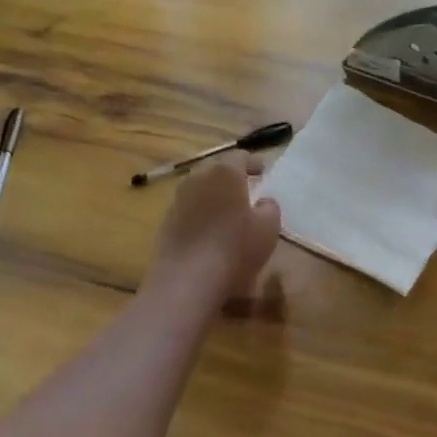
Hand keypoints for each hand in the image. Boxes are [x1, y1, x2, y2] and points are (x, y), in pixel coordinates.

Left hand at [145, 152, 282, 304]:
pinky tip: (210, 234)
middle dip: (232, 179)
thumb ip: (270, 207)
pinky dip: (201, 216)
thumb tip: (263, 202)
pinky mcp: (166, 222)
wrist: (187, 280)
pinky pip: (189, 211)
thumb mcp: (268, 227)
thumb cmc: (235, 247)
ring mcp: (178, 200)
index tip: (263, 172)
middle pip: (217, 171)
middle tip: (247, 192)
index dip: (254, 163)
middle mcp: (197, 178)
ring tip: (228, 214)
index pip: (240, 156)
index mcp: (224, 173)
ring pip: (200, 190)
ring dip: (215, 197)